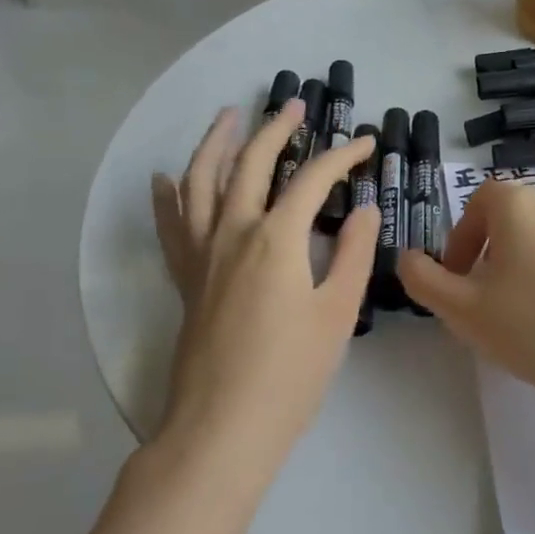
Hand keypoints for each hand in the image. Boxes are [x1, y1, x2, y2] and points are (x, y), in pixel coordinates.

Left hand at [148, 101, 376, 463]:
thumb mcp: (337, 312)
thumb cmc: (291, 373)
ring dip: (216, 143)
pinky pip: (171, 225)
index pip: (312, 179)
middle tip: (294, 106)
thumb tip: (364, 208)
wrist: (222, 427)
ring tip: (229, 117)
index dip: (342, 156)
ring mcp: (201, 255)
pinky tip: (166, 178)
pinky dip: (168, 195)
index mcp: (275, 239)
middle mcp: (232, 233)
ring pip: (200, 181)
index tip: (367, 144)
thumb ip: (351, 253)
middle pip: (249, 164)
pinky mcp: (185, 279)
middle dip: (274, 129)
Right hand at [398, 179, 534, 415]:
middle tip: (492, 297)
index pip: (482, 200)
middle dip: (497, 251)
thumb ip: (424, 279)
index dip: (463, 235)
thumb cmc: (532, 329)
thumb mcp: (461, 310)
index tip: (461, 275)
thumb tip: (409, 257)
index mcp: (521, 208)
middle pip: (519, 217)